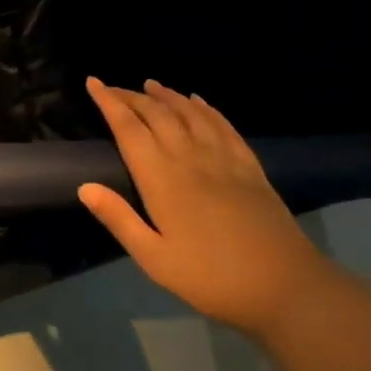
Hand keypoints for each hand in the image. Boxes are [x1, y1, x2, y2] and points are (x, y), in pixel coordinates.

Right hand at [77, 77, 331, 334]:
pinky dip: (206, 108)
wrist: (286, 288)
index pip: (128, 128)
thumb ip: (119, 219)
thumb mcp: (154, 258)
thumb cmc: (211, 278)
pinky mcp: (249, 167)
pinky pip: (223, 126)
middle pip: (157, 114)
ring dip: (167, 96)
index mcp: (161, 178)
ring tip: (151, 84)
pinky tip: (199, 102)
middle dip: (132, 96)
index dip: (109, 102)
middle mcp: (190, 157)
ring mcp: (223, 159)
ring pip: (190, 113)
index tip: (93, 82)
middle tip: (113, 87)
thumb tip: (84, 186)